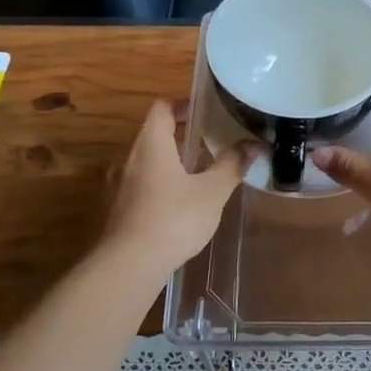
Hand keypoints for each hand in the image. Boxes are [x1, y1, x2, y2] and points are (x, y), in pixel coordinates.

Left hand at [101, 101, 255, 277]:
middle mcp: (128, 158)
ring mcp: (118, 185)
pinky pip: (141, 186)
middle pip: (153, 135)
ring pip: (147, 163)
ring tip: (199, 176)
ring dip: (170, 163)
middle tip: (211, 144)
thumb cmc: (174, 219)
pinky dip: (160, 186)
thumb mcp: (212, 192)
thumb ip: (232, 165)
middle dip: (181, 137)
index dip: (183, 105)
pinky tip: (179, 206)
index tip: (206, 111)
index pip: (162, 108)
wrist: (129, 264)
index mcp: (151, 145)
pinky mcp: (116, 210)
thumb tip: (254, 144)